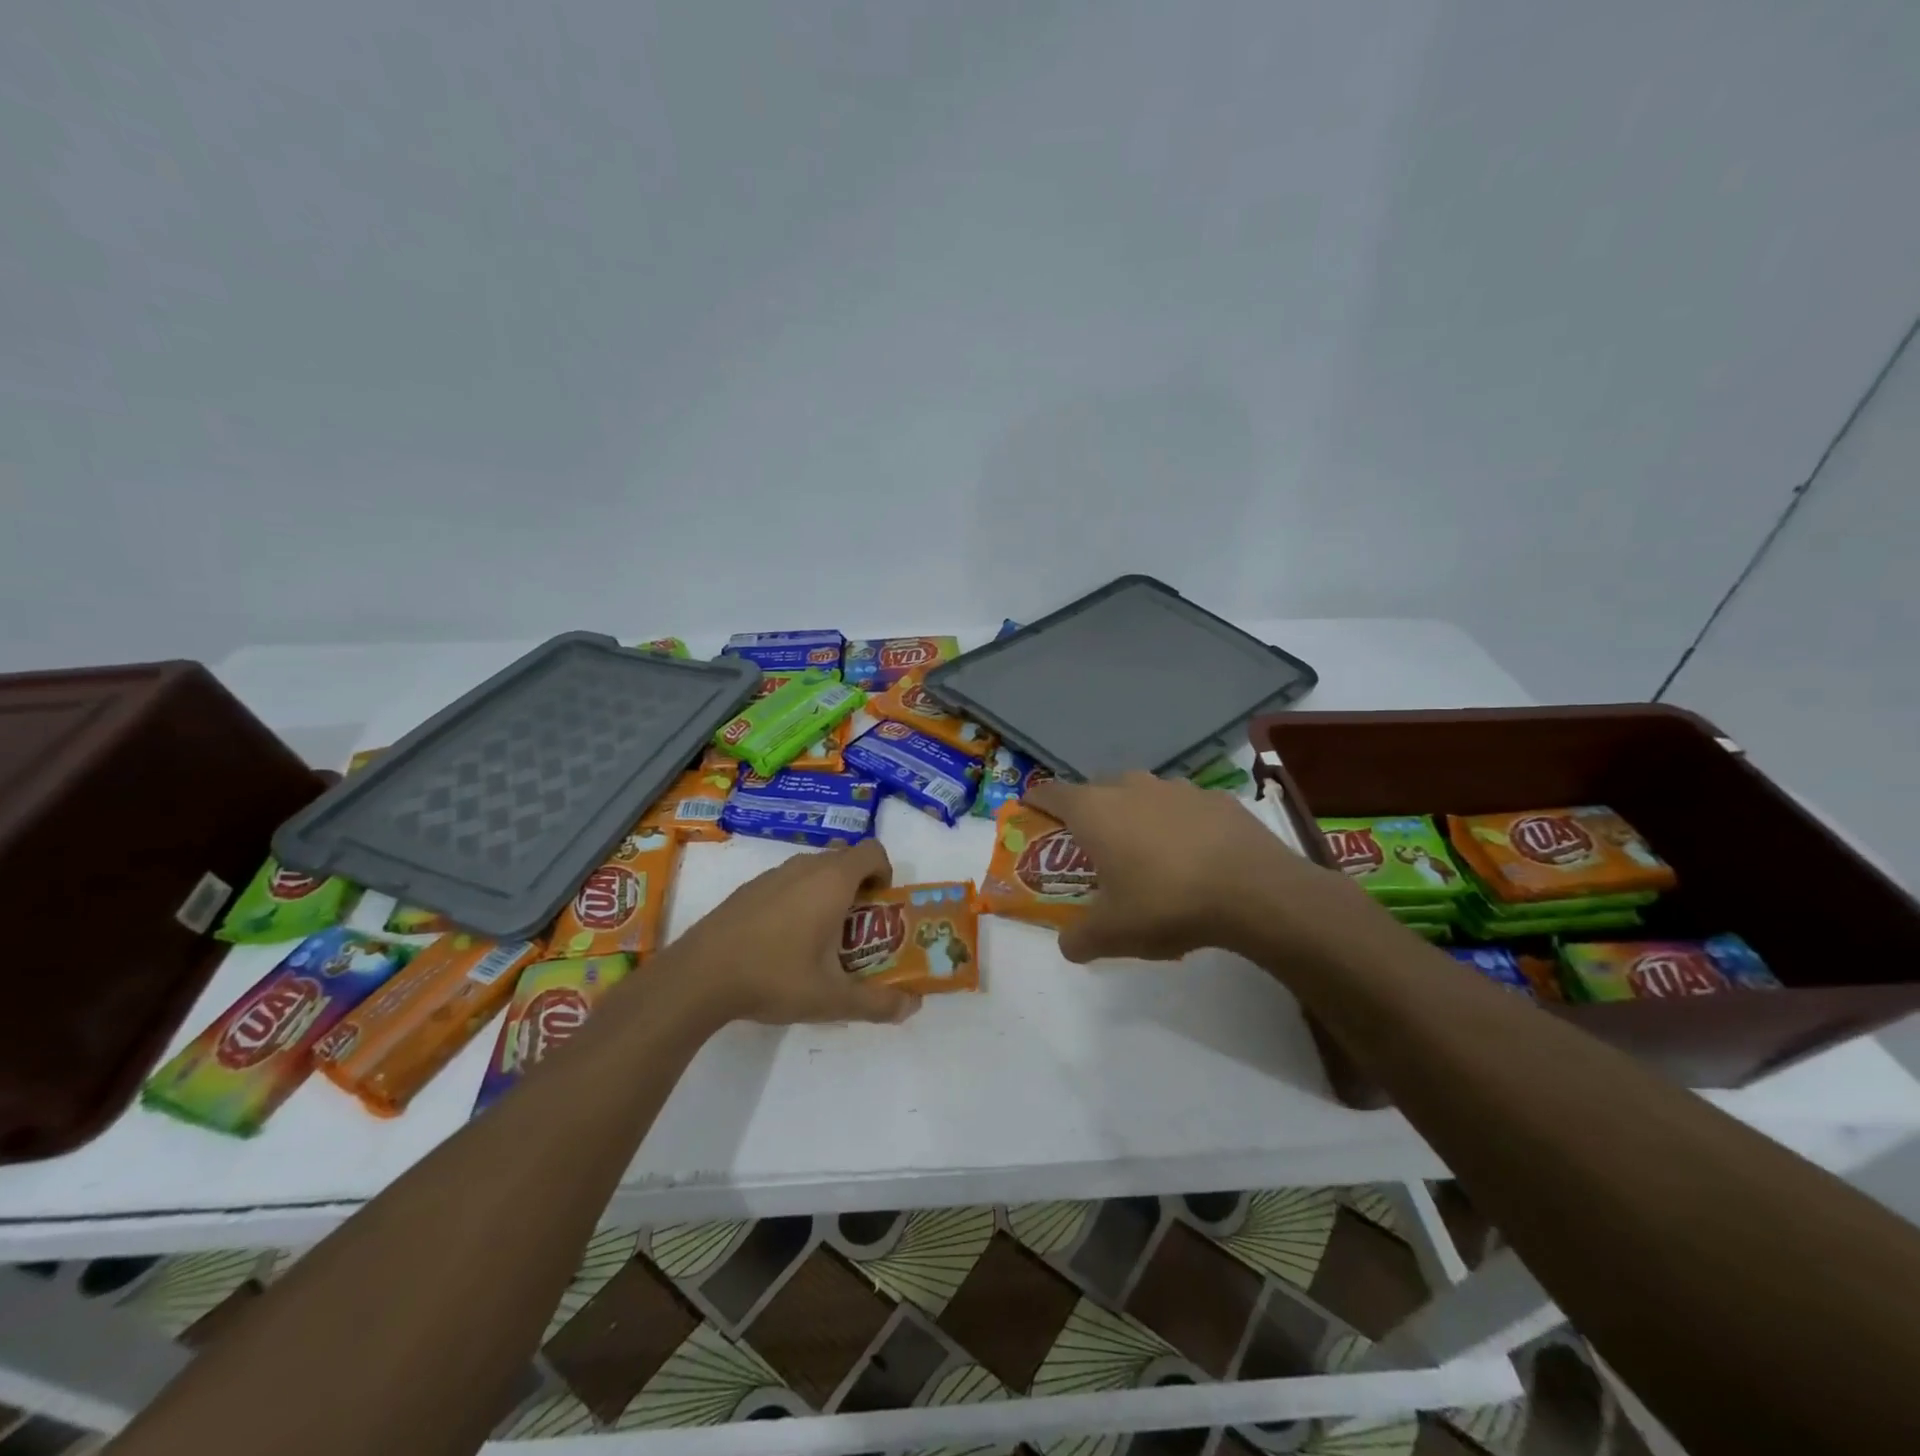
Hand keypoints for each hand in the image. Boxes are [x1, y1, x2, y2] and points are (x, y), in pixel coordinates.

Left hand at [674, 839, 920, 1025]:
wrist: (699, 976)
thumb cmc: (774, 977)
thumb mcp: (832, 999)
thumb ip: (877, 1003)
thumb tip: (913, 1006)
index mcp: (832, 881)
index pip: (872, 851)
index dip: (884, 872)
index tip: (880, 906)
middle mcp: (805, 867)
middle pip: (844, 858)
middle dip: (858, 885)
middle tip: (856, 928)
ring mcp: (772, 874)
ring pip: (814, 869)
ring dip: (827, 891)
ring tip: (820, 937)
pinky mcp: (748, 888)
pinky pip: (787, 881)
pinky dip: (797, 898)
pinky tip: (782, 941)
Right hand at [1024, 772, 1361, 963]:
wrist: (1254, 891)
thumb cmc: (1166, 904)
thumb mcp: (1113, 934)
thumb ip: (1080, 939)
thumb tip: (1068, 945)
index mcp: (1096, 811)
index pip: (1052, 793)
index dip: (1037, 800)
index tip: (1031, 808)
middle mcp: (1131, 788)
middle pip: (1098, 789)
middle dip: (1090, 811)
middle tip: (1093, 844)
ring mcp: (1176, 788)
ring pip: (1143, 794)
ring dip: (1136, 814)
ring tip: (1146, 850)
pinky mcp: (1216, 798)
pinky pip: (1184, 806)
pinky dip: (1178, 823)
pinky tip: (1193, 854)